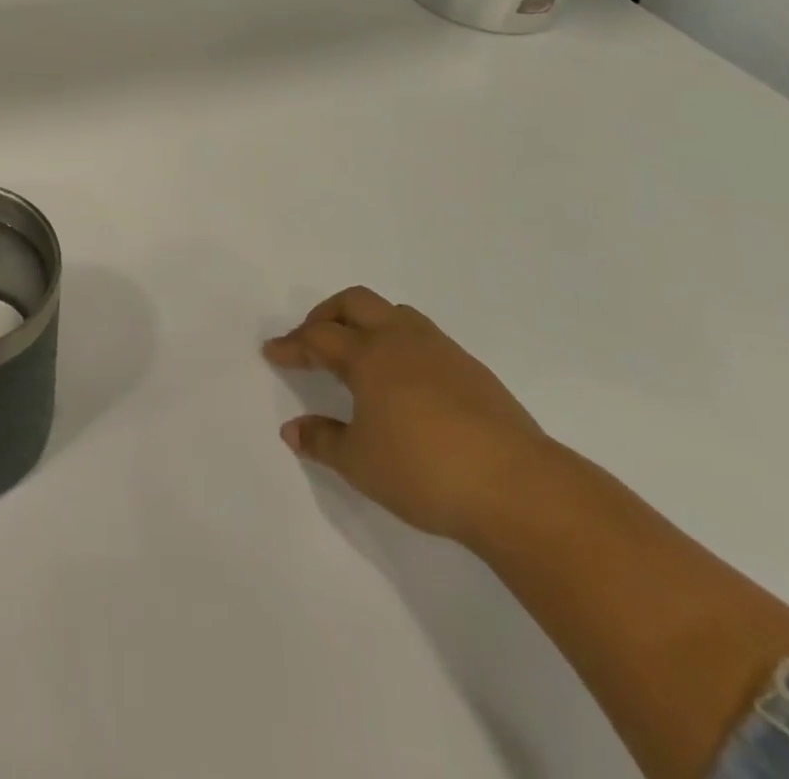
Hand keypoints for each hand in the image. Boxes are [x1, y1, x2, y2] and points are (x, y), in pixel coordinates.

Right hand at [264, 285, 555, 544]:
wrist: (515, 485)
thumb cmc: (423, 470)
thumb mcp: (360, 463)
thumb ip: (322, 440)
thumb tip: (291, 429)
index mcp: (369, 355)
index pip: (319, 337)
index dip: (293, 344)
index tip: (273, 351)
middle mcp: (402, 339)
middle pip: (356, 302)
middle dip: (327, 314)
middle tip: (311, 339)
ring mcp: (441, 350)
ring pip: (395, 313)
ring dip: (367, 322)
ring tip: (358, 353)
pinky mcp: (472, 369)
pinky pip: (424, 337)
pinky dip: (400, 343)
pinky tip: (404, 380)